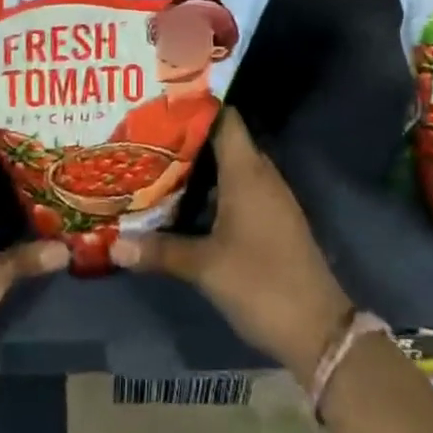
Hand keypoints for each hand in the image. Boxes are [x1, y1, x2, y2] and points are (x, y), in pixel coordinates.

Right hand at [111, 111, 351, 385]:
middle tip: (148, 134)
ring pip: (231, 166)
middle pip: (224, 140)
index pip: (224, 117)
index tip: (161, 102)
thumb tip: (114, 244)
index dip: (196, 105)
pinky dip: (214, 188)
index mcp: (247, 171)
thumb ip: (160, 251)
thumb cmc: (260, 282)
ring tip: (158, 163)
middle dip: (188, 137)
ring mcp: (271, 197)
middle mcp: (261, 174)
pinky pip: (240, 188)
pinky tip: (186, 202)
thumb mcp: (205, 267)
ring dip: (200, 165)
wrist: (319, 330)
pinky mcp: (273, 220)